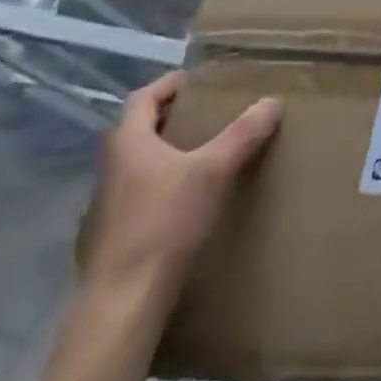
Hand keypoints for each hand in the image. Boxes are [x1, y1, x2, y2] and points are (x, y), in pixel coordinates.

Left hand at [81, 72, 280, 306]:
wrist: (125, 299)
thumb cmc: (164, 222)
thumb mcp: (213, 171)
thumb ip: (242, 134)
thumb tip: (272, 101)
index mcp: (128, 143)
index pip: (143, 98)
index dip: (170, 84)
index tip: (199, 80)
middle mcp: (112, 167)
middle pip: (140, 128)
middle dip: (174, 116)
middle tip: (211, 111)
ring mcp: (109, 203)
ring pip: (140, 162)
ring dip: (169, 150)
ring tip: (207, 150)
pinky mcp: (116, 232)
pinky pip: (142, 191)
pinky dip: (166, 181)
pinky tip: (191, 196)